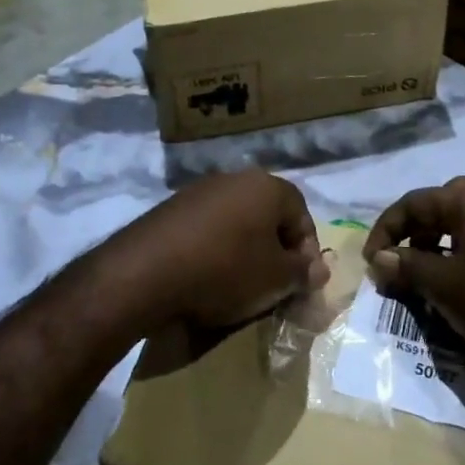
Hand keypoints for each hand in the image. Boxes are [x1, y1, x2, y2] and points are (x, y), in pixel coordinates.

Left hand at [107, 170, 327, 330]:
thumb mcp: (275, 280)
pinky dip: (214, 250)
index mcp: (267, 186)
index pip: (302, 214)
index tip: (300, 283)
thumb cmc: (225, 270)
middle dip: (275, 250)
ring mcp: (200, 190)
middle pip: (268, 215)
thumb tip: (318, 269)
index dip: (307, 251)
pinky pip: (207, 229)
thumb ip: (303, 272)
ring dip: (244, 250)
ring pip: (237, 222)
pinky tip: (206, 277)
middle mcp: (235, 178)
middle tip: (273, 286)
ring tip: (239, 285)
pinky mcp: (171, 208)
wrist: (146, 271)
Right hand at [364, 176, 464, 368]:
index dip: (386, 230)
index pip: (414, 202)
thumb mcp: (443, 285)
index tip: (372, 261)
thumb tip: (380, 259)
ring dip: (443, 245)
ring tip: (432, 277)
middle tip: (402, 261)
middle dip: (416, 232)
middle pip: (443, 206)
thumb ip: (407, 267)